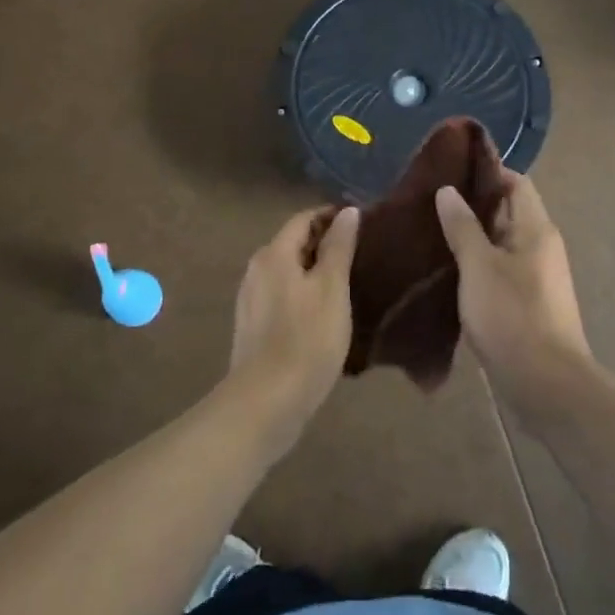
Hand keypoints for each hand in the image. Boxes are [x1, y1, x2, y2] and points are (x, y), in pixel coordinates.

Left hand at [226, 207, 358, 456]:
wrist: (266, 403)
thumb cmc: (306, 339)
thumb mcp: (332, 288)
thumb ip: (339, 247)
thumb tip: (347, 212)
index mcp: (274, 253)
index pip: (304, 219)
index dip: (332, 216)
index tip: (363, 224)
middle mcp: (257, 269)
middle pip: (294, 243)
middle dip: (325, 243)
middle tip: (361, 254)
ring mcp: (251, 299)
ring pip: (288, 271)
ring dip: (315, 270)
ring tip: (349, 282)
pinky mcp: (253, 326)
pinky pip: (283, 294)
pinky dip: (304, 293)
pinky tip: (325, 312)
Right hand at [436, 172, 596, 423]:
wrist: (546, 385)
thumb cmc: (512, 316)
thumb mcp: (479, 266)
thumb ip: (462, 226)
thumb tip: (448, 190)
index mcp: (536, 228)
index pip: (516, 182)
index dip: (486, 172)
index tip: (450, 169)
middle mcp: (540, 246)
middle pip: (508, 210)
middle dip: (472, 203)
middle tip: (430, 199)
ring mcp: (536, 276)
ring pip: (501, 242)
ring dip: (472, 235)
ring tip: (431, 229)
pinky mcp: (527, 302)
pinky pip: (500, 269)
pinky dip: (476, 263)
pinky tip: (447, 268)